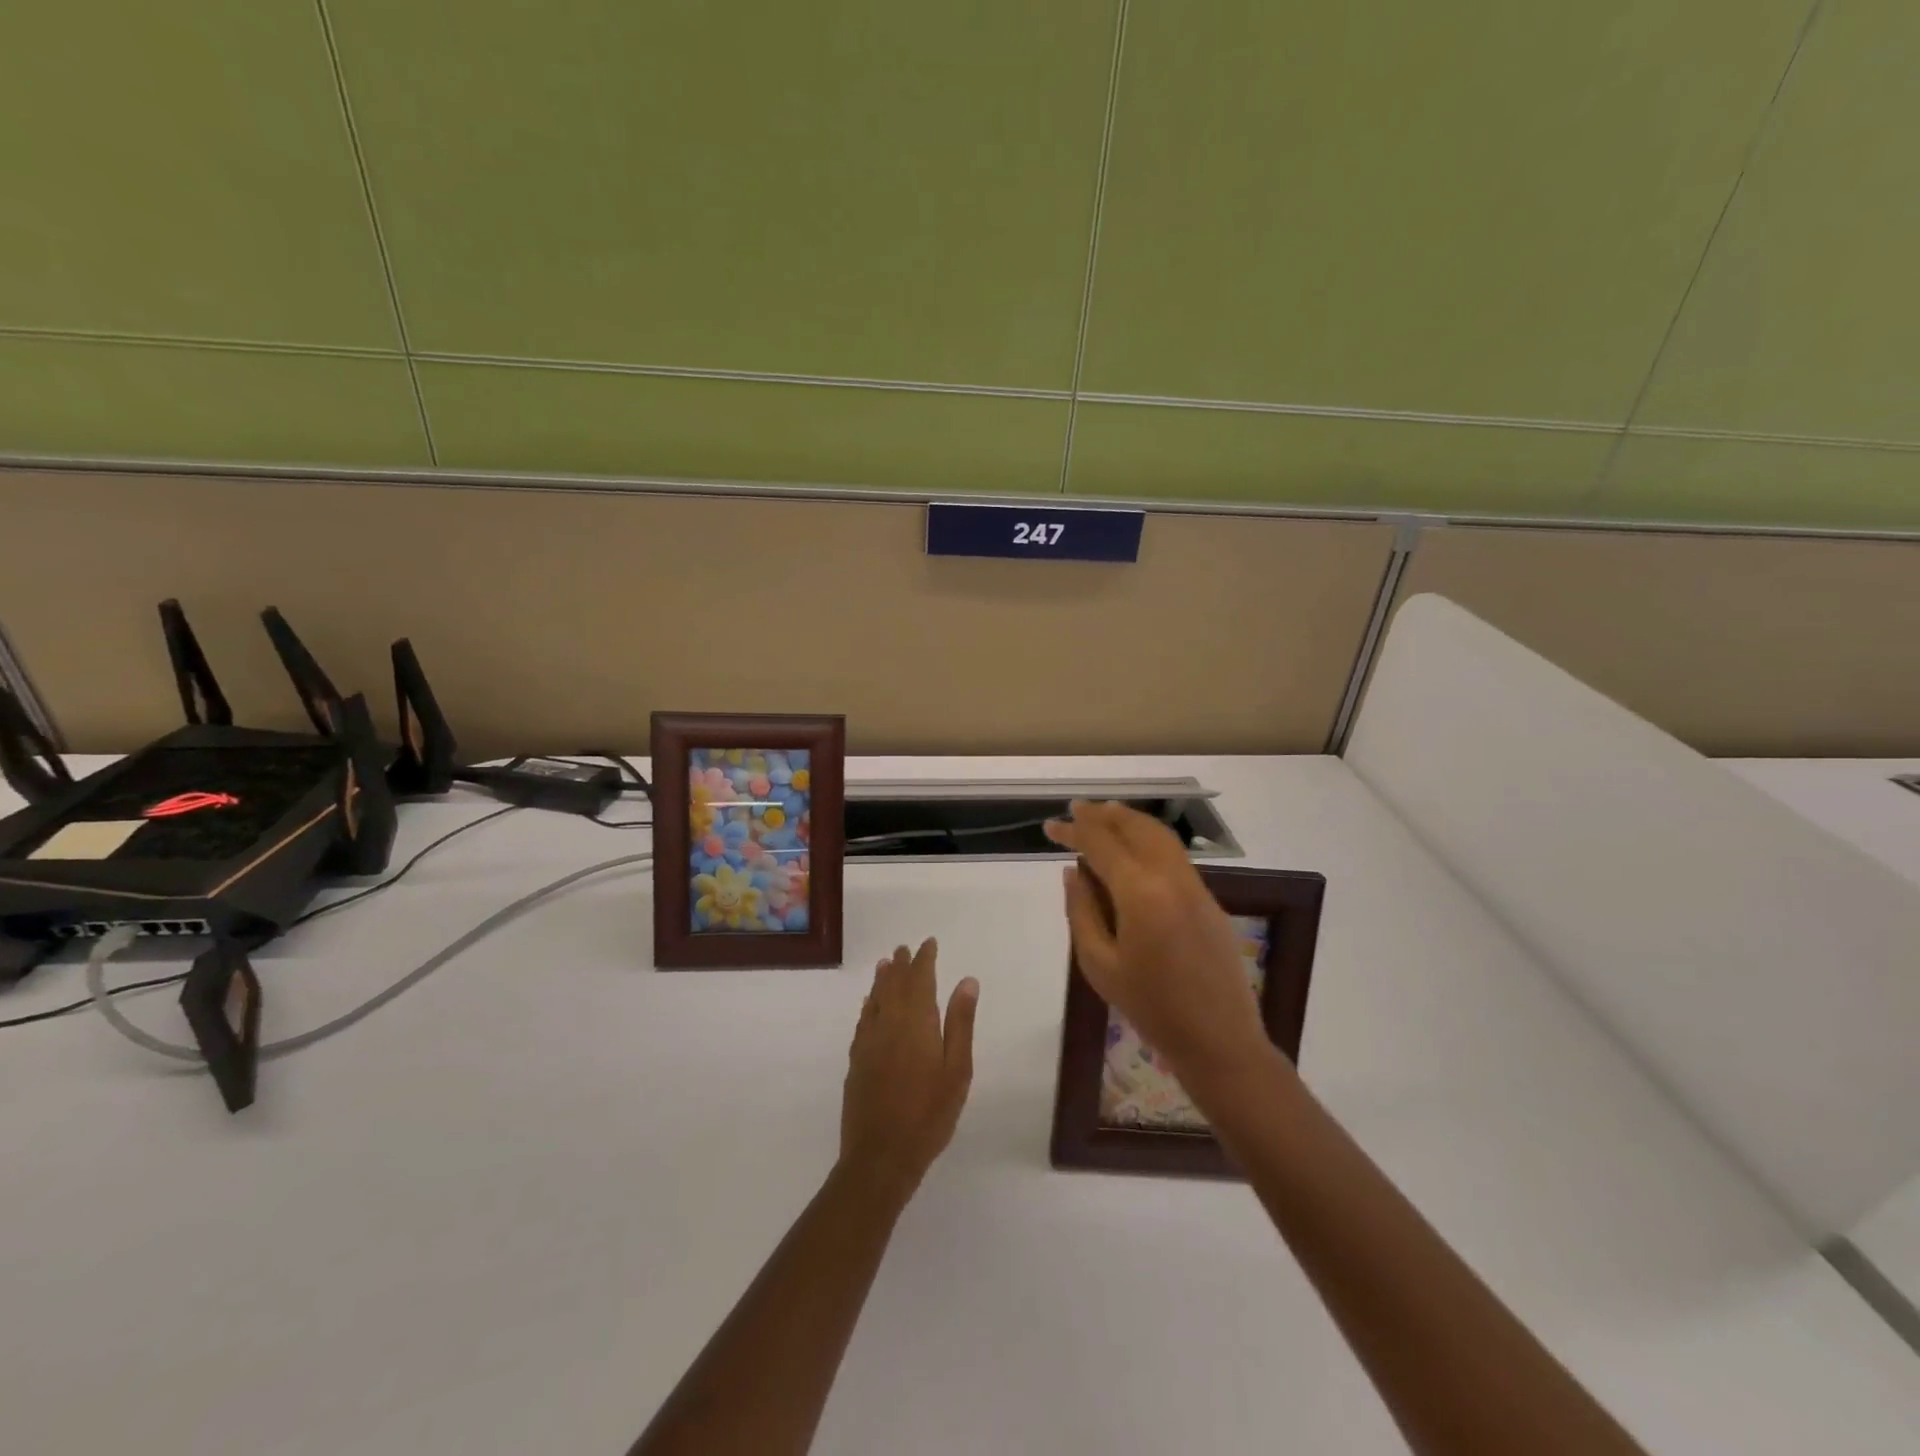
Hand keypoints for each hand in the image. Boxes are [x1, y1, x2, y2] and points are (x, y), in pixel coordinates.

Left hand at [839, 939, 978, 1203]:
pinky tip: (869, 1004)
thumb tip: (967, 981)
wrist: (881, 1156)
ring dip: (882, 980)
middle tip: (905, 948)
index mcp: (916, 1022)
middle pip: (894, 985)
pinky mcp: (856, 1061)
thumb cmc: (929, 1113)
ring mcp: (868, 1042)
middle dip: (902, 965)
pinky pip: (863, 1020)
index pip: (920, 979)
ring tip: (885, 963)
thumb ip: (960, 1023)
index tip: (929, 943)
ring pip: (875, 999)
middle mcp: (889, 1023)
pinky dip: (868, 1005)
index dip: (924, 959)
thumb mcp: (957, 1070)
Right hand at [1046, 801, 1271, 1085]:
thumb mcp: (1100, 964)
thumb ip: (1081, 911)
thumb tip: (1073, 871)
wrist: (1218, 1040)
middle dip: (1103, 815)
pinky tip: (1134, 851)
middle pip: (1135, 828)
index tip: (1050, 825)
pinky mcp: (1209, 900)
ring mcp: (1196, 887)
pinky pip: (1174, 856)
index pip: (1101, 844)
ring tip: (1103, 815)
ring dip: (1129, 821)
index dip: (1074, 830)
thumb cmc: (1150, 1008)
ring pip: (1160, 836)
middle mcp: (1171, 878)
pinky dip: (1149, 840)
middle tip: (1076, 810)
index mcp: (1140, 894)